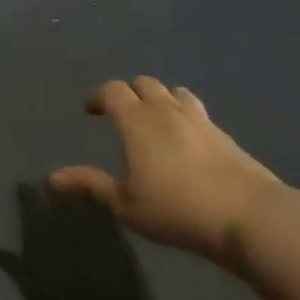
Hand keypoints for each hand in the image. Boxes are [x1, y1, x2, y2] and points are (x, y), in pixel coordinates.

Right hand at [50, 77, 285, 262]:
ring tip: (155, 121)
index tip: (91, 111)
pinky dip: (184, 115)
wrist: (247, 214)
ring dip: (159, 99)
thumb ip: (90, 185)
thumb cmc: (176, 209)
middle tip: (121, 114)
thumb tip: (52, 178)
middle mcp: (166, 110)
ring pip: (175, 92)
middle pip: (144, 84)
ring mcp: (199, 119)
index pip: (113, 90)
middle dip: (129, 93)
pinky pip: (197, 111)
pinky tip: (186, 139)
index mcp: (137, 120)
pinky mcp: (223, 134)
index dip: (99, 96)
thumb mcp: (125, 204)